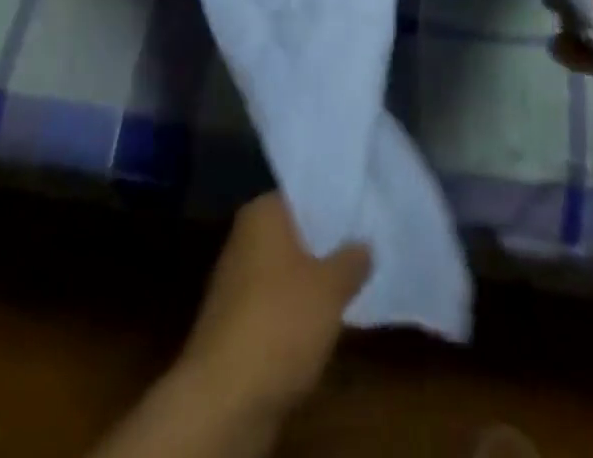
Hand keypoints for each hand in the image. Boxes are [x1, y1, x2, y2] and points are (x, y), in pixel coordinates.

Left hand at [176, 192, 370, 418]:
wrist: (225, 397)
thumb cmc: (281, 321)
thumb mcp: (330, 288)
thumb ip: (351, 260)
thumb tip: (364, 244)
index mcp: (262, 212)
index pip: (303, 194)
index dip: (334, 202)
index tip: (364, 211)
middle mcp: (245, 236)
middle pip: (295, 231)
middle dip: (326, 242)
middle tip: (367, 246)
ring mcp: (236, 279)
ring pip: (286, 269)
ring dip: (312, 279)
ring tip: (353, 283)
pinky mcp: (236, 321)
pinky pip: (276, 301)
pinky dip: (297, 309)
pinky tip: (323, 320)